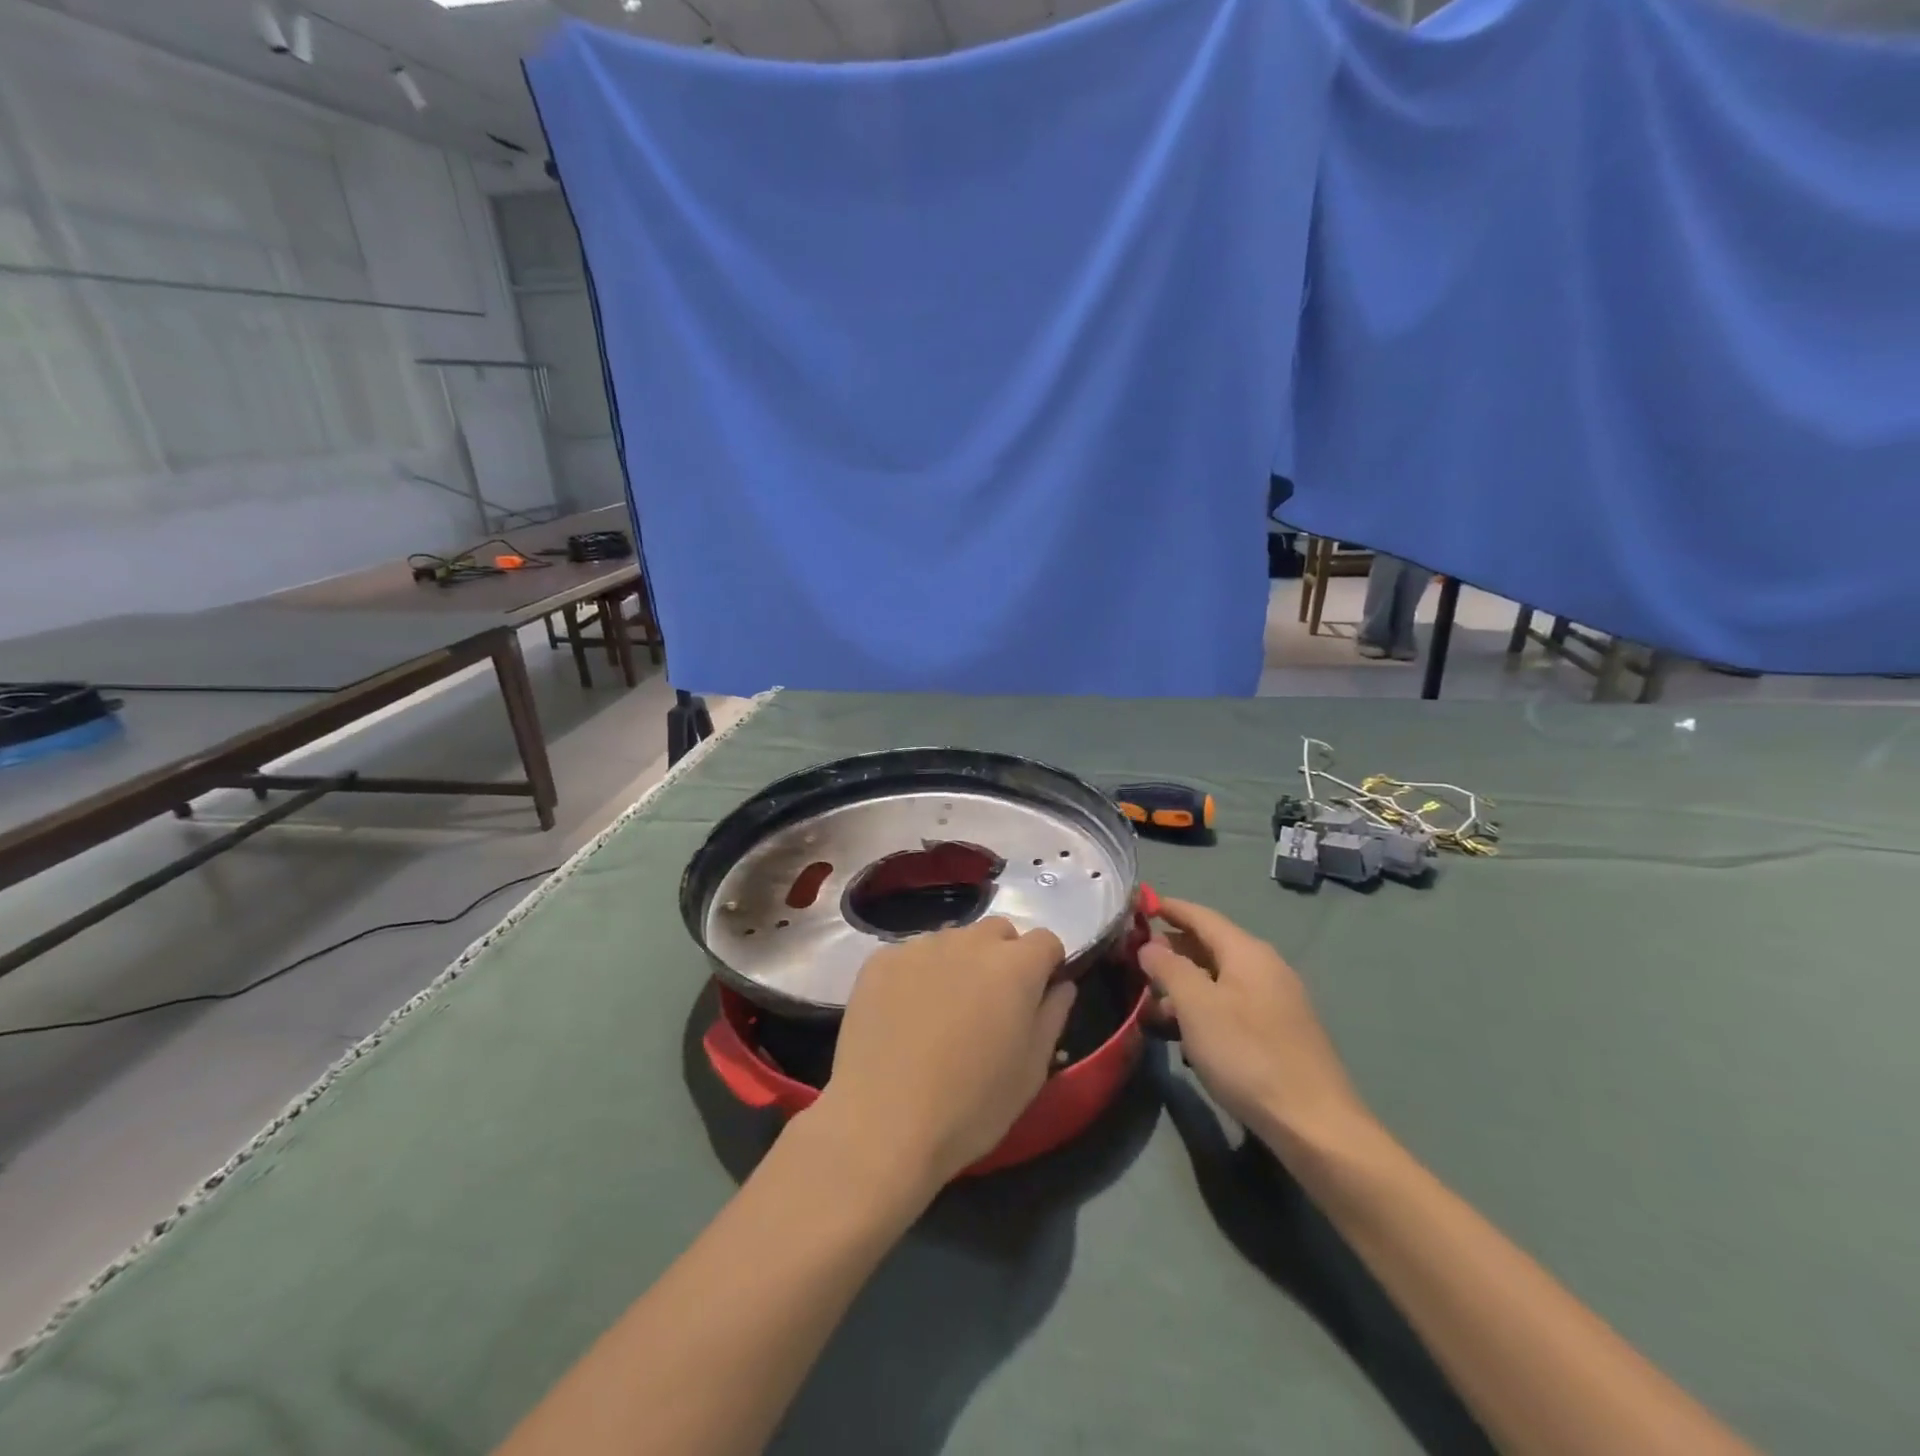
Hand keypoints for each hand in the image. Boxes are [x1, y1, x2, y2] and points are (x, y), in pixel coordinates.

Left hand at [810, 917, 1075, 1191]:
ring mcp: (920, 946)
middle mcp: (969, 941)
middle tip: (990, 1006)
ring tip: (942, 1012)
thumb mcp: (1031, 1072)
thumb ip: (1052, 1017)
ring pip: (953, 940)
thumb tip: (1060, 985)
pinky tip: (904, 1016)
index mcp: (1015, 966)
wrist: (882, 1123)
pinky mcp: (880, 960)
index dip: (1046, 967)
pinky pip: (911, 955)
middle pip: (998, 932)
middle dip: (1003, 958)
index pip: (1046, 940)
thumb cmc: (970, 1106)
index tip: (1036, 998)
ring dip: (959, 963)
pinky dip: (916, 975)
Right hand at [1139, 898, 1373, 1162]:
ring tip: (1152, 1007)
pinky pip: (1232, 1005)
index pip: (1200, 915)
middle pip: (1210, 945)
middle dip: (1171, 950)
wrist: (1315, 1124)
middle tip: (1134, 960)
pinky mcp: (1280, 1032)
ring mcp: (1276, 1001)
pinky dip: (1204, 1009)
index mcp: (1247, 952)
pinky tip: (1187, 1037)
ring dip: (1184, 987)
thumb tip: (1150, 945)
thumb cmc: (1247, 1054)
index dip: (1168, 907)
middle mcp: (1265, 967)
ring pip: (1219, 980)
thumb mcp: (1196, 1006)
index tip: (1137, 904)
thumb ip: (1169, 968)